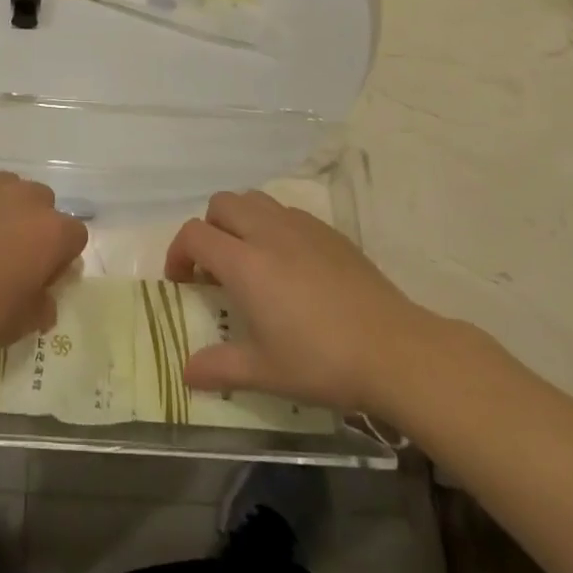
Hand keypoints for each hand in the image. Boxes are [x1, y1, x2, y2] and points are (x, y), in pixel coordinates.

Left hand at [0, 172, 87, 349]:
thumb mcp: (16, 325)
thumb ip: (41, 310)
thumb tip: (46, 302)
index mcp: (52, 232)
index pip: (76, 237)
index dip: (62, 259)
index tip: (42, 280)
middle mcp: (28, 199)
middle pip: (45, 207)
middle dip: (35, 228)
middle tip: (12, 259)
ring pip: (11, 192)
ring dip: (6, 212)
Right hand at [164, 189, 451, 421]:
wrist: (394, 350)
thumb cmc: (322, 361)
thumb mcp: (265, 372)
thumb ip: (220, 367)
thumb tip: (186, 372)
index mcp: (244, 261)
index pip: (194, 234)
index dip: (178, 253)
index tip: (183, 282)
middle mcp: (266, 231)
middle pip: (221, 204)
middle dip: (208, 229)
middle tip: (216, 268)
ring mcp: (300, 226)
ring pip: (254, 200)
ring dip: (240, 220)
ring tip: (250, 259)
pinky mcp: (327, 230)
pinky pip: (286, 212)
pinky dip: (273, 226)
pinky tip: (290, 264)